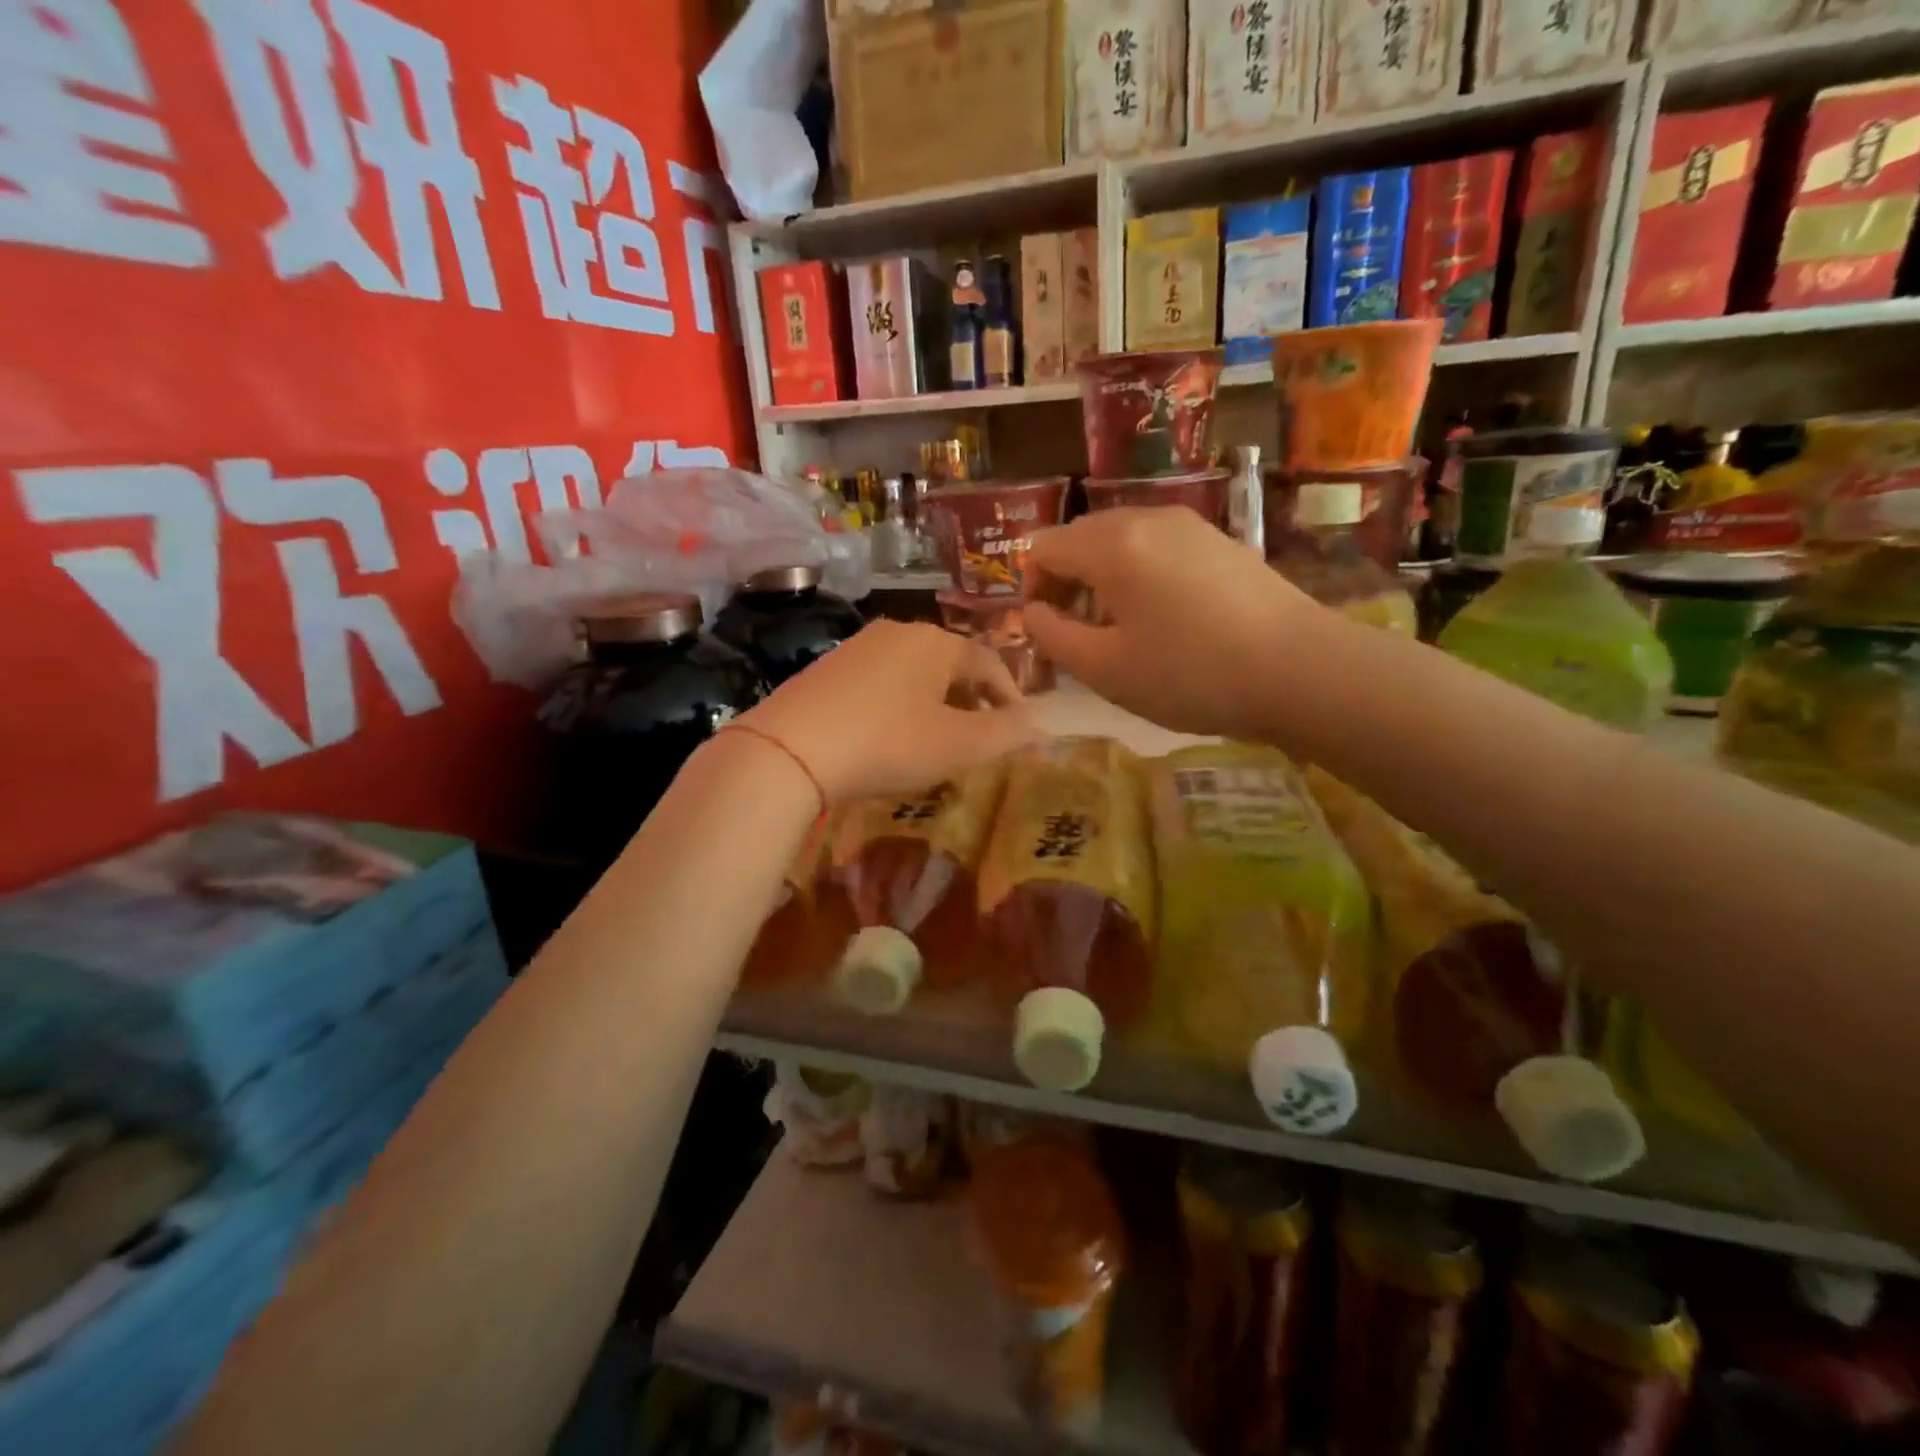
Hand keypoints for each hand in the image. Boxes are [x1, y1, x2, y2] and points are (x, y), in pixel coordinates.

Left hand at [736, 620, 1041, 803]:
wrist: (791, 749)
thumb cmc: (888, 743)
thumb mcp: (957, 745)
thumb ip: (1006, 734)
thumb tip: (1043, 726)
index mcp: (938, 642)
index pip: (989, 662)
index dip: (1010, 695)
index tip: (1020, 727)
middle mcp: (900, 632)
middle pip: (951, 663)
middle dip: (973, 698)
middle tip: (983, 734)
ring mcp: (858, 646)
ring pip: (915, 671)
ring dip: (937, 701)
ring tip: (940, 737)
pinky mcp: (827, 667)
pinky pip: (881, 681)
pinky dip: (901, 703)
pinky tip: (891, 733)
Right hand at [1022, 506, 1320, 737]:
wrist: (1300, 670)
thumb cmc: (1190, 674)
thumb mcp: (1106, 669)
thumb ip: (1053, 637)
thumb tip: (1033, 613)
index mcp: (1111, 544)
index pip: (1044, 547)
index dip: (1032, 589)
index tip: (1048, 631)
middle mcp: (1146, 518)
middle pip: (1080, 536)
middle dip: (1065, 581)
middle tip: (1078, 633)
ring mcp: (1188, 524)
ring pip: (1120, 539)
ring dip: (1102, 577)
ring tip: (1120, 628)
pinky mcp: (1218, 540)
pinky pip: (1156, 546)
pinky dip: (1139, 573)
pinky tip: (1164, 617)